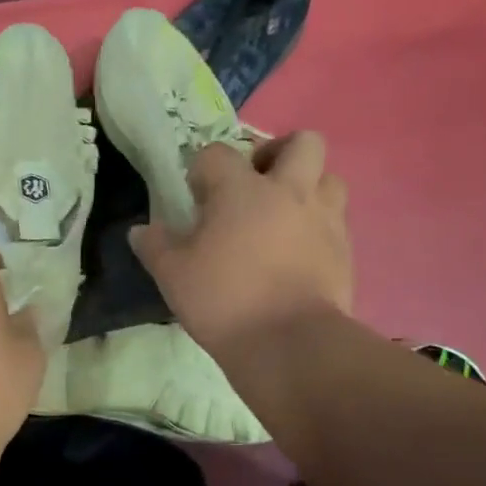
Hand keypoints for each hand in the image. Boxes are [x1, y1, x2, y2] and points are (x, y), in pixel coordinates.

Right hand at [129, 133, 353, 357]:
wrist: (289, 343)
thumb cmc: (224, 300)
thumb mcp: (172, 275)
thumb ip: (155, 246)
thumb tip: (141, 231)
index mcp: (241, 190)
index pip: (218, 153)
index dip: (202, 169)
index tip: (195, 197)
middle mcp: (289, 191)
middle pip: (300, 143)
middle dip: (277, 153)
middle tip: (256, 183)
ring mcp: (323, 218)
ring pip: (328, 177)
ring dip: (306, 186)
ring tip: (283, 214)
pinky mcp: (344, 249)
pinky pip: (335, 219)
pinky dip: (317, 224)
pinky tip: (297, 250)